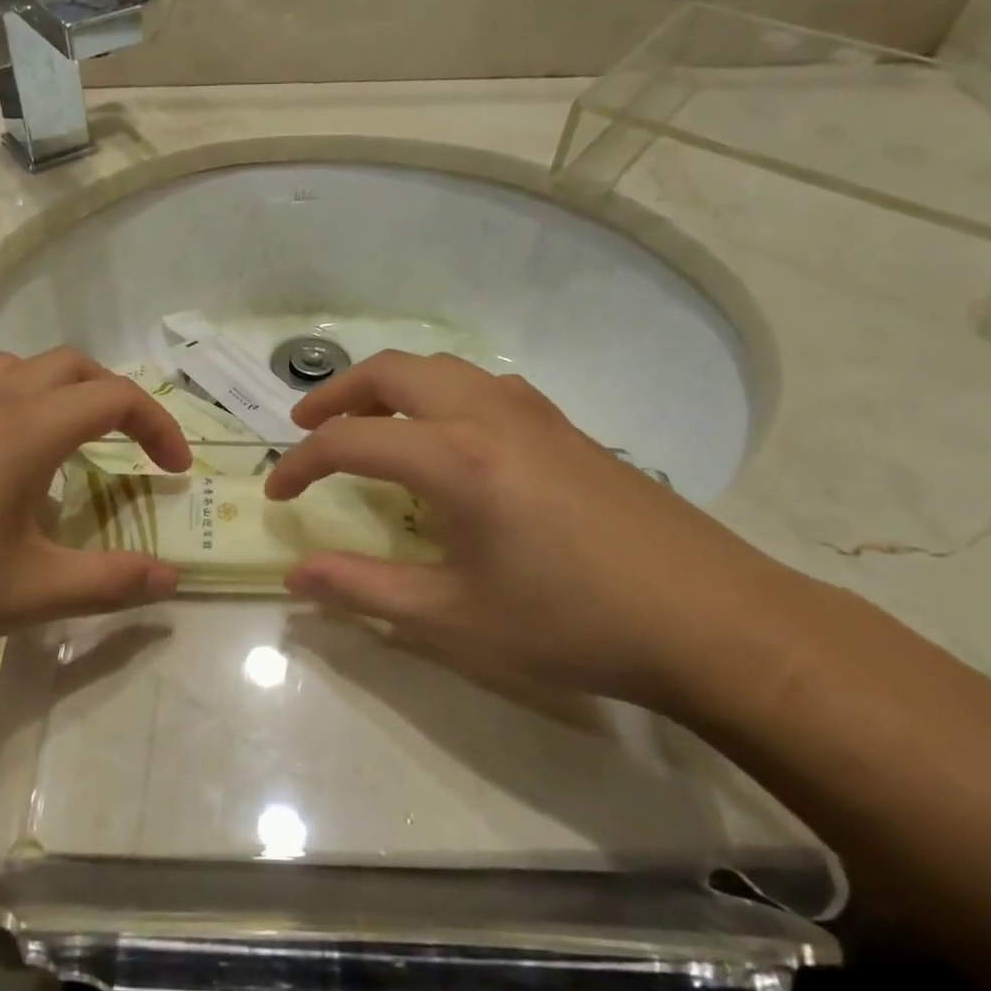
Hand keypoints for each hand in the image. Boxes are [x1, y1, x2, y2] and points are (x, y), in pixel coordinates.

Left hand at [0, 349, 191, 679]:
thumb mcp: (27, 593)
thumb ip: (108, 583)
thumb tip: (170, 580)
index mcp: (23, 430)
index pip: (114, 397)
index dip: (159, 426)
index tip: (176, 473)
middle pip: (71, 365)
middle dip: (116, 398)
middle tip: (133, 448)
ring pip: (21, 370)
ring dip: (64, 394)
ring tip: (74, 448)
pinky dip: (23, 409)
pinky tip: (9, 473)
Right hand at [263, 352, 810, 706]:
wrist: (713, 621)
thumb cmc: (573, 623)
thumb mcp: (455, 618)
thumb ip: (364, 590)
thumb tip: (296, 577)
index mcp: (455, 459)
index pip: (351, 441)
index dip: (302, 464)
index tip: (277, 494)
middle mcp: (487, 415)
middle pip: (392, 372)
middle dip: (337, 394)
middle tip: (305, 427)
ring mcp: (533, 413)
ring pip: (440, 368)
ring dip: (388, 386)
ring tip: (366, 422)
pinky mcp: (565, 426)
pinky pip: (480, 384)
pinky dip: (436, 393)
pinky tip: (444, 437)